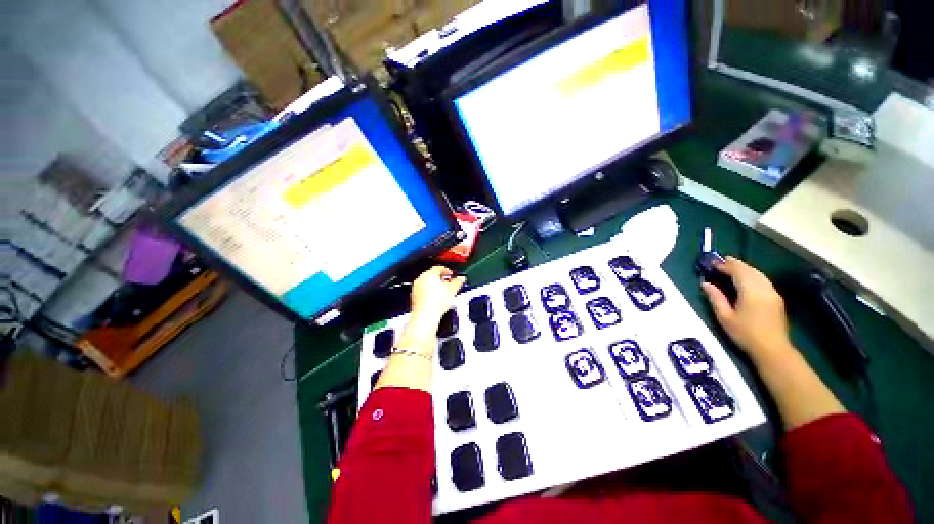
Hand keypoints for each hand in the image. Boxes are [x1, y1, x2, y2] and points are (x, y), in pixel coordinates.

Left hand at [398, 267, 465, 348]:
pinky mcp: (414, 296)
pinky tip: (436, 299)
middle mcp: (421, 279)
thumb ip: (458, 282)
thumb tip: (461, 279)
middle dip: (441, 278)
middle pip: (432, 275)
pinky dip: (429, 292)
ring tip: (444, 292)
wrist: (425, 316)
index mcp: (429, 274)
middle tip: (449, 283)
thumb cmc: (436, 302)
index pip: (439, 268)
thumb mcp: (452, 290)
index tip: (452, 275)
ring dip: (435, 285)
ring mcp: (416, 287)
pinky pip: (423, 290)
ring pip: (427, 282)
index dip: (447, 271)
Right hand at [702, 256, 793, 363]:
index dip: (726, 265)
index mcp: (750, 291)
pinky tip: (746, 279)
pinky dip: (753, 275)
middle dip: (736, 264)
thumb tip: (705, 283)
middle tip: (721, 262)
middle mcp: (764, 288)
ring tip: (732, 268)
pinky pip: (764, 280)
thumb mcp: (725, 317)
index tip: (713, 263)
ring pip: (759, 274)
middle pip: (750, 270)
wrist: (772, 349)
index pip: (738, 271)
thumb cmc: (745, 334)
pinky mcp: (777, 299)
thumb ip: (716, 298)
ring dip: (745, 269)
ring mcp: (773, 293)